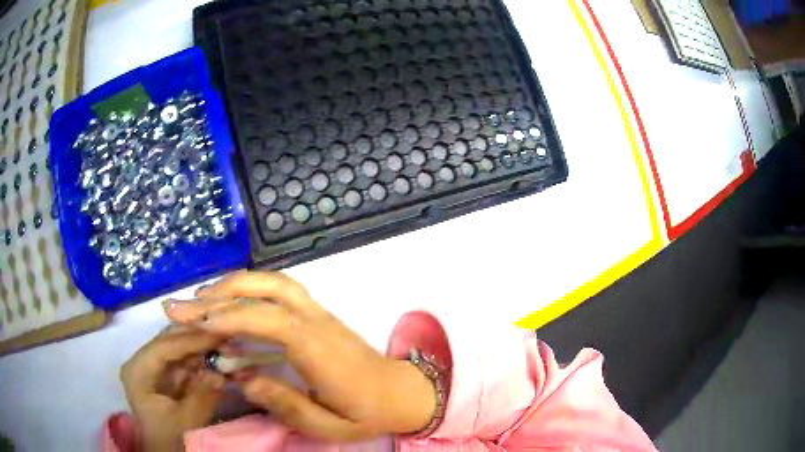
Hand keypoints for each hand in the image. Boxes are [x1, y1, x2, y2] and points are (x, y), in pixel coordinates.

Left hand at [120, 329, 225, 451]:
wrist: (165, 450)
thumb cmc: (170, 437)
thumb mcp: (187, 421)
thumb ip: (203, 396)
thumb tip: (220, 372)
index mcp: (137, 371)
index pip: (163, 347)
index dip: (190, 339)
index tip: (218, 334)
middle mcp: (141, 361)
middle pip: (168, 340)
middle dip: (195, 336)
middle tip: (224, 331)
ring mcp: (152, 366)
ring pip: (177, 346)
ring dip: (200, 345)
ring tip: (224, 341)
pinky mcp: (164, 374)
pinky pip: (183, 359)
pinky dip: (200, 357)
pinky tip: (217, 354)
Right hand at [165, 271, 435, 441]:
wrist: (402, 391)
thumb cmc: (366, 412)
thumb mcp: (328, 424)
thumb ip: (286, 404)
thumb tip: (243, 381)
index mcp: (318, 350)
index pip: (268, 320)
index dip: (229, 317)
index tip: (194, 322)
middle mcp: (317, 321)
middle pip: (268, 289)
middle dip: (221, 292)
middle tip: (184, 305)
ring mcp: (319, 312)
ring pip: (275, 281)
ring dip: (235, 283)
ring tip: (201, 298)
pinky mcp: (319, 313)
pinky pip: (282, 288)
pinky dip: (251, 286)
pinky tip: (232, 299)